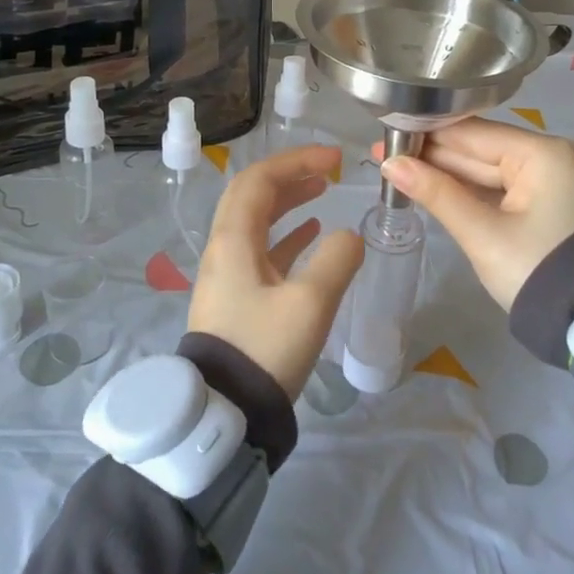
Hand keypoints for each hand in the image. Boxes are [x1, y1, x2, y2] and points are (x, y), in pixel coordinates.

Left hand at [187, 145, 363, 399]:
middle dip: (290, 175)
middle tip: (328, 169)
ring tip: (322, 191)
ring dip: (288, 201)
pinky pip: (260, 250)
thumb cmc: (264, 350)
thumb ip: (337, 260)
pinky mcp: (235, 299)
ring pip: (256, 221)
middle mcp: (224, 249)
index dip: (297, 161)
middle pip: (253, 195)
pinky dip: (286, 234)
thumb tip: (350, 237)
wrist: (224, 414)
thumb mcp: (310, 303)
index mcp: (233, 240)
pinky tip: (313, 235)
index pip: (260, 180)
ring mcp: (227, 275)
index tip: (334, 159)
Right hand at [378, 118, 573, 310]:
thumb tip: (391, 165)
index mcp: (540, 154)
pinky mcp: (544, 205)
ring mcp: (547, 181)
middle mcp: (547, 157)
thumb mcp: (483, 235)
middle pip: (478, 149)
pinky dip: (467, 190)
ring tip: (397, 168)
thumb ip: (437, 194)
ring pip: (485, 170)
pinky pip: (498, 188)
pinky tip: (432, 186)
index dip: (426, 133)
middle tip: (382, 154)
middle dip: (431, 155)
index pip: (471, 133)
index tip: (386, 132)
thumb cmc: (538, 271)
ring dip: (445, 173)